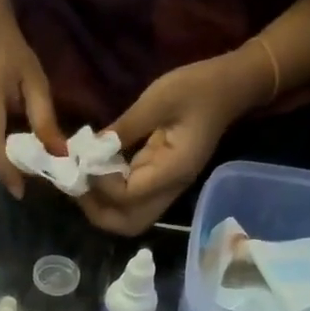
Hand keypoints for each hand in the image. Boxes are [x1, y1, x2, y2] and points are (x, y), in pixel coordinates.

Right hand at [0, 0, 64, 198]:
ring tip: (24, 171)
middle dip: (8, 173)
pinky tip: (14, 153)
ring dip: (5, 164)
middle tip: (27, 185)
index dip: (8, 174)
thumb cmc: (11, 52)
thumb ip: (45, 118)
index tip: (21, 193)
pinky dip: (0, 152)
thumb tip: (60, 153)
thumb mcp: (34, 82)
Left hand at [80, 46, 270, 236]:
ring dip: (104, 208)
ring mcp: (167, 188)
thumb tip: (91, 149)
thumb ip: (125, 127)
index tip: (84, 163)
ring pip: (130, 217)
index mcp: (174, 171)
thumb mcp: (158, 99)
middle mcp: (171, 189)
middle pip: (129, 223)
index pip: (129, 196)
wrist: (231, 87)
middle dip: (99, 211)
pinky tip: (97, 175)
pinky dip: (112, 196)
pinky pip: (133, 201)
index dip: (102, 185)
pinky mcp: (162, 181)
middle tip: (77, 187)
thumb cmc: (199, 87)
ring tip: (83, 184)